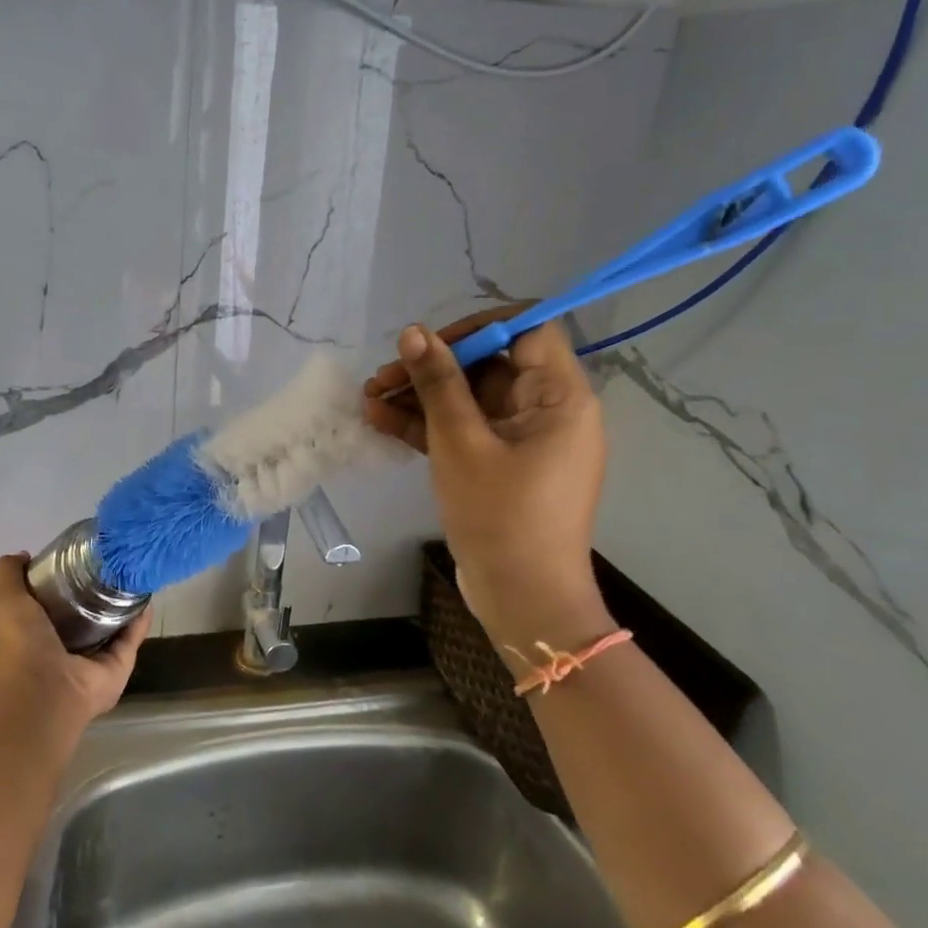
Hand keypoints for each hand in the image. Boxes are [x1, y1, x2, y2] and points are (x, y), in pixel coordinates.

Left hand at [0, 554, 151, 731]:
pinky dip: (140, 620)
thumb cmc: (21, 646)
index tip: (80, 559)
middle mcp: (67, 650)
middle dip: (99, 594)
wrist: (43, 691)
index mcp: (38, 636)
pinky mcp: (119, 667)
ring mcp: (95, 661)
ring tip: (135, 575)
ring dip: (124, 605)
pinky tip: (147, 597)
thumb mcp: (8, 600)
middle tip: (113, 564)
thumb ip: (9, 575)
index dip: (66, 584)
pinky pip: (132, 639)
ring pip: (114, 628)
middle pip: (88, 617)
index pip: (56, 607)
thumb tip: (23, 554)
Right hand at [363, 311, 611, 659]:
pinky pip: (466, 430)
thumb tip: (413, 331)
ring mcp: (524, 439)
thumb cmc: (500, 515)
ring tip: (369, 400)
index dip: (478, 327)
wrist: (523, 600)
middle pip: (489, 365)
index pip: (528, 329)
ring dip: (420, 397)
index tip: (430, 342)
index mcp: (559, 396)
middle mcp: (548, 410)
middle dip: (431, 368)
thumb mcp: (460, 442)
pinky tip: (381, 422)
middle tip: (380, 377)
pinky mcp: (502, 464)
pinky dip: (429, 426)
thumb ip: (437, 382)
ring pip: (469, 399)